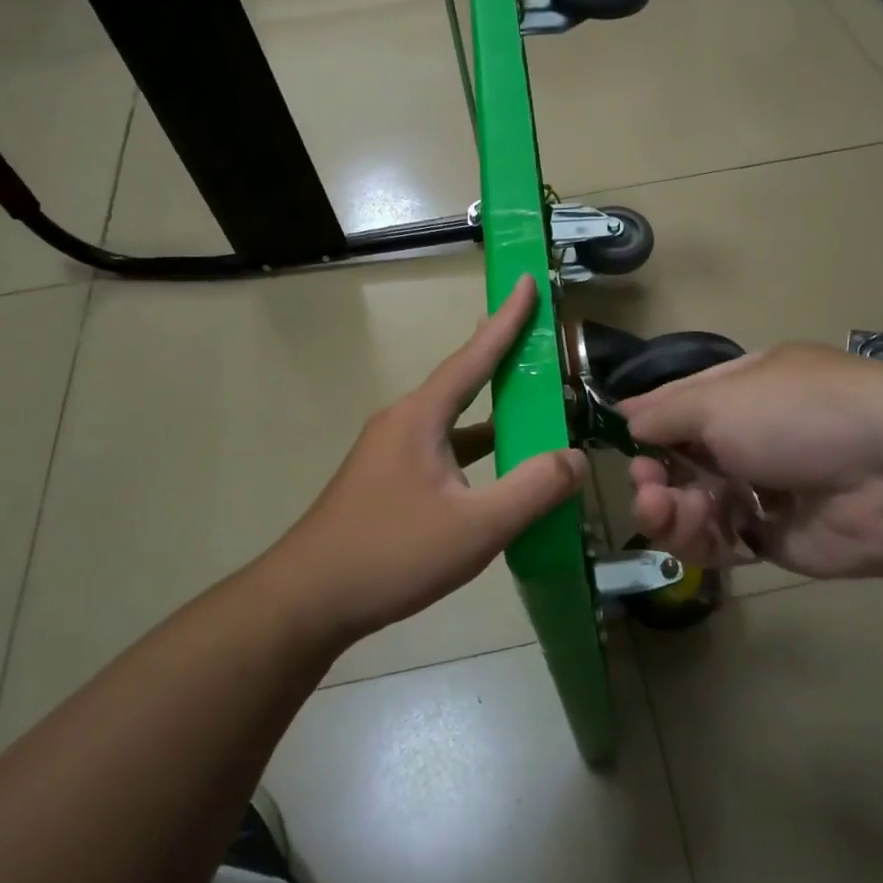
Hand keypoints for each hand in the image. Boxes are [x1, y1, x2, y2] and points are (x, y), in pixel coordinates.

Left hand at [263, 275, 586, 646]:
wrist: (307, 601)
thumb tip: (575, 458)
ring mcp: (389, 453)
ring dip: (492, 414)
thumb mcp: (476, 527)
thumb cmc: (391, 554)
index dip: (506, 320)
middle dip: (502, 360)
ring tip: (532, 408)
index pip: (474, 357)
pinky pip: (442, 450)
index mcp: (421, 418)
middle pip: (463, 382)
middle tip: (539, 341)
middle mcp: (403, 423)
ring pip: (453, 422)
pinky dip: (475, 450)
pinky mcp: (385, 481)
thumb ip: (533, 489)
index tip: (527, 282)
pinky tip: (496, 473)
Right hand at [622, 344, 882, 580]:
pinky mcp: (774, 536)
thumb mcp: (720, 400)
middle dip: (653, 473)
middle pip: (681, 459)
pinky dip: (698, 539)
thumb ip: (666, 413)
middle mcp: (750, 435)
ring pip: (693, 503)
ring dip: (667, 509)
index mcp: (744, 389)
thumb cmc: (798, 415)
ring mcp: (762, 487)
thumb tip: (626, 416)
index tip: (620, 439)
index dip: (648, 422)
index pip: (681, 403)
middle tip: (647, 485)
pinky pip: (719, 540)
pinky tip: (694, 534)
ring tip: (661, 510)